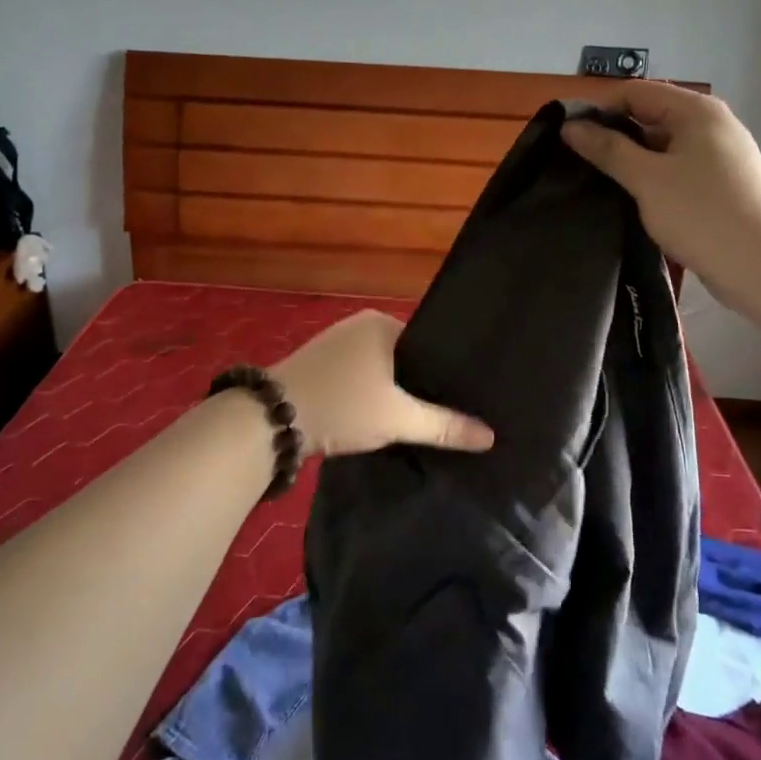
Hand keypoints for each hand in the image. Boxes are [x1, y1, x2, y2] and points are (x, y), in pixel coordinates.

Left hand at [272, 309, 493, 458]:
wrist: (270, 420)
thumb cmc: (342, 405)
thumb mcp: (397, 418)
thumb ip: (444, 426)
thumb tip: (490, 436)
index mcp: (382, 323)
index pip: (429, 343)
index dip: (445, 372)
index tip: (466, 398)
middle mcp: (359, 325)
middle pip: (405, 357)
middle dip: (421, 384)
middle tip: (449, 413)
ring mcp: (336, 343)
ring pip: (381, 369)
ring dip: (394, 392)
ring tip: (422, 418)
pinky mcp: (320, 365)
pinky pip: (360, 376)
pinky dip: (371, 394)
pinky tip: (382, 417)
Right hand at [560, 80, 760, 308]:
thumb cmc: (703, 214)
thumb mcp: (647, 179)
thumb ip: (607, 149)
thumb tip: (571, 127)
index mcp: (696, 111)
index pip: (635, 92)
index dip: (599, 109)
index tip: (567, 138)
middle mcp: (711, 125)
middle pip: (649, 116)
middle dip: (613, 136)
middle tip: (576, 163)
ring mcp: (719, 157)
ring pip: (662, 147)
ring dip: (631, 161)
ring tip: (598, 183)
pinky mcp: (721, 186)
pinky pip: (676, 170)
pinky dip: (651, 179)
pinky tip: (631, 200)